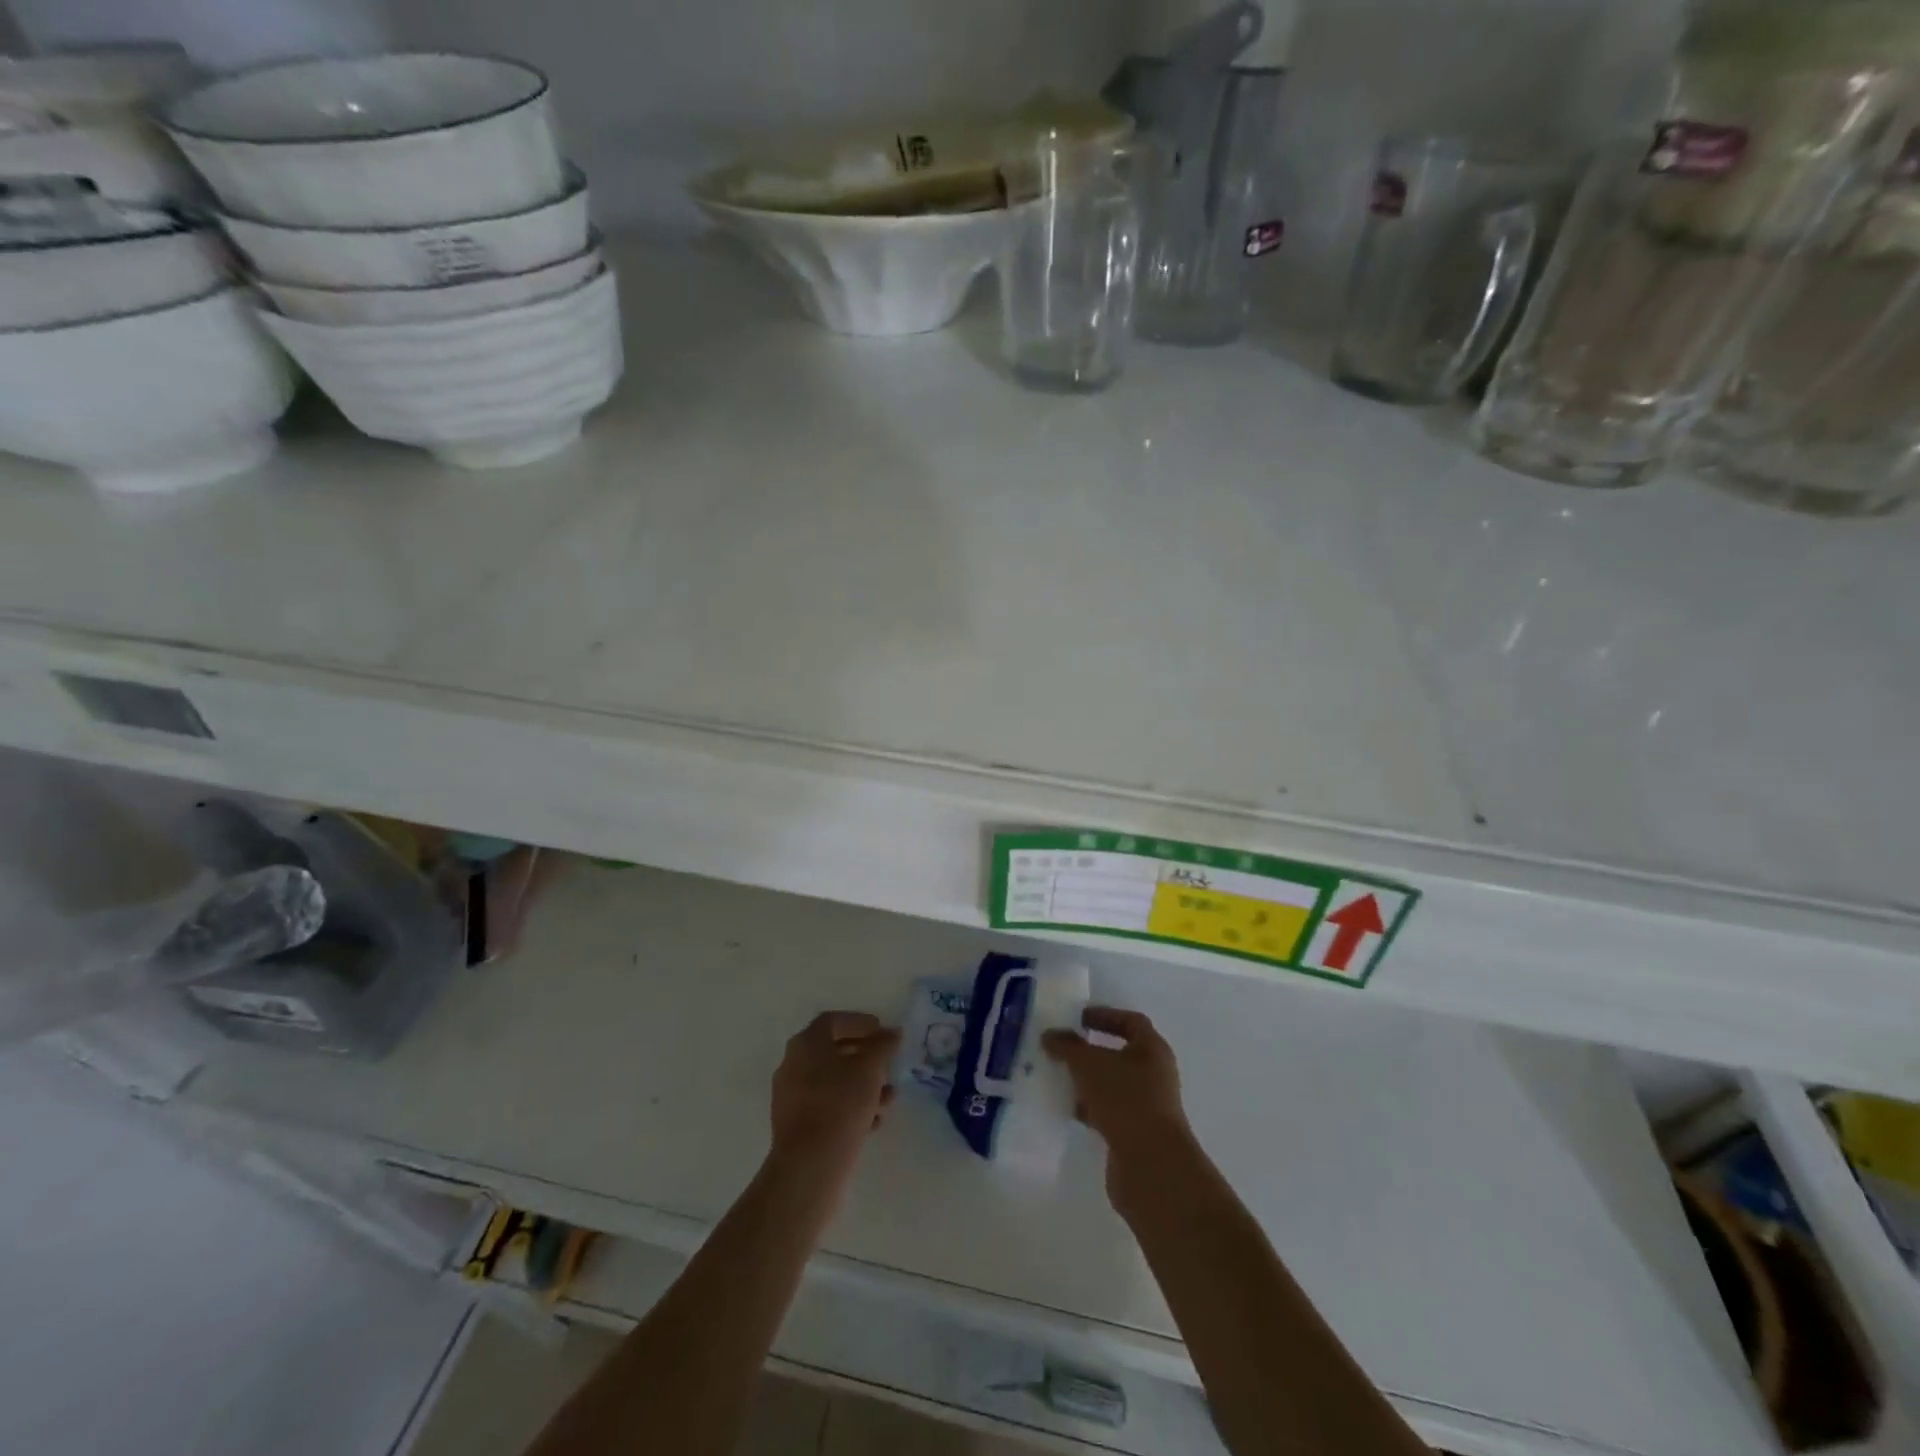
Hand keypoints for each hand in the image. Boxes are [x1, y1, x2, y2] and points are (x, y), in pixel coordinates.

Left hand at [770, 1012, 900, 1167]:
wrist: (810, 1167)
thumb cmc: (840, 1106)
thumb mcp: (869, 1070)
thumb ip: (883, 1046)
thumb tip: (892, 1033)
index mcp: (805, 1044)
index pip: (834, 1021)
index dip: (861, 1023)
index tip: (884, 1033)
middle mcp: (793, 1065)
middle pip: (834, 1051)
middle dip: (866, 1057)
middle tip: (889, 1063)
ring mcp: (793, 1097)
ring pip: (834, 1082)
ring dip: (863, 1085)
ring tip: (889, 1098)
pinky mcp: (798, 1126)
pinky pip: (828, 1106)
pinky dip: (851, 1106)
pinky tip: (874, 1120)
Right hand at [1043, 1007, 1194, 1205]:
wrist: (1151, 1165)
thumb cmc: (1125, 1100)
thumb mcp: (1089, 1064)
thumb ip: (1067, 1046)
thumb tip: (1050, 1035)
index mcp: (1152, 1049)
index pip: (1130, 1022)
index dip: (1105, 1016)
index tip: (1077, 1019)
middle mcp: (1155, 1074)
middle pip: (1120, 1054)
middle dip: (1090, 1051)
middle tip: (1062, 1048)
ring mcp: (1147, 1106)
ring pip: (1112, 1085)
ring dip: (1087, 1081)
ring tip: (1058, 1077)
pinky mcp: (1136, 1134)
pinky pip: (1109, 1111)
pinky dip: (1089, 1107)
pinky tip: (1067, 1109)